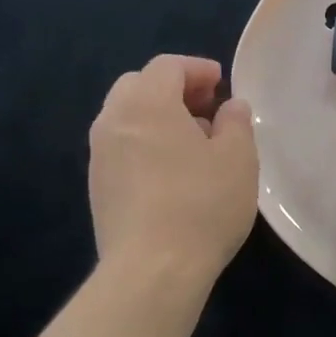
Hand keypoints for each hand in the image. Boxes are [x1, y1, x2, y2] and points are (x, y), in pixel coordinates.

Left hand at [89, 55, 257, 283]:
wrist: (152, 269)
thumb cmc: (202, 205)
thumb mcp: (238, 159)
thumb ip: (236, 123)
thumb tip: (230, 107)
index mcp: (147, 103)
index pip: (167, 66)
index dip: (196, 69)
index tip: (221, 82)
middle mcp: (113, 121)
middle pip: (138, 86)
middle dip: (173, 89)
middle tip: (206, 108)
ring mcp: (99, 156)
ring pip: (126, 118)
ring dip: (157, 118)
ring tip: (192, 143)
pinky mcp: (97, 188)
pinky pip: (121, 148)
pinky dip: (145, 144)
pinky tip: (171, 172)